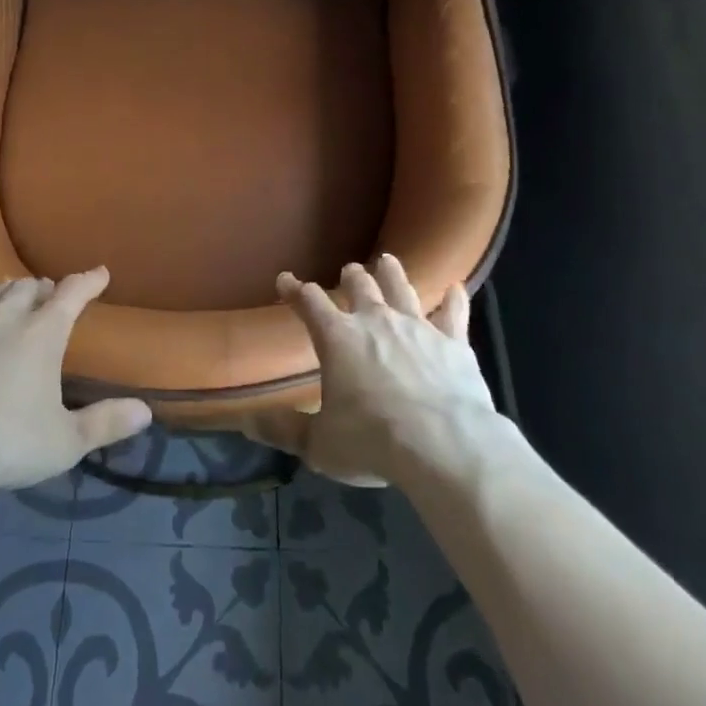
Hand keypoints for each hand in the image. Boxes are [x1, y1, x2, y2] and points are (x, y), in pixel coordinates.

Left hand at [0, 269, 152, 492]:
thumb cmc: (8, 445)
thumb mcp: (66, 441)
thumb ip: (106, 423)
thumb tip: (146, 411)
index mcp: (42, 335)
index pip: (71, 294)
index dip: (88, 281)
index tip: (100, 273)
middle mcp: (3, 320)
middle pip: (26, 289)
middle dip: (41, 289)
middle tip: (49, 295)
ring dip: (1, 292)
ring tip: (7, 293)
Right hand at [247, 255, 499, 486]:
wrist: (443, 444)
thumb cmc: (373, 441)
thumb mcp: (320, 445)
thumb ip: (285, 430)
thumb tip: (247, 422)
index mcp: (338, 338)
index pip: (309, 303)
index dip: (295, 290)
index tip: (285, 280)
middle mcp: (375, 320)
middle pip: (359, 285)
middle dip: (350, 277)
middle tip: (348, 272)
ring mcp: (416, 326)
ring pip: (401, 287)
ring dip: (392, 273)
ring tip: (387, 261)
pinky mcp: (453, 342)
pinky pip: (454, 313)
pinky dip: (455, 300)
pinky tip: (458, 289)